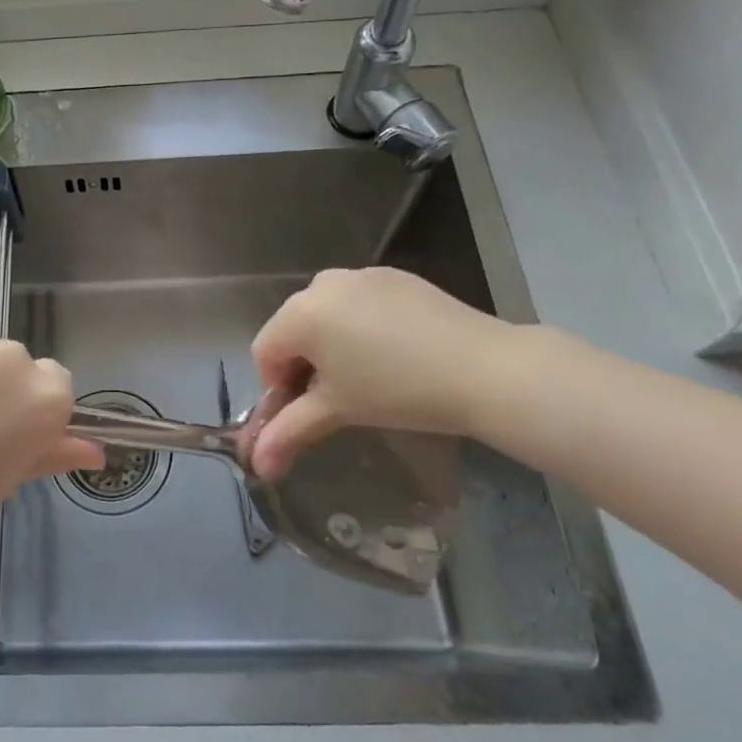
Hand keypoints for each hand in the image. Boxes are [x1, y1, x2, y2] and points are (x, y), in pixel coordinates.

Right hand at [244, 267, 520, 479]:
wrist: (485, 368)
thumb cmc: (398, 392)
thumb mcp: (338, 411)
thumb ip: (288, 433)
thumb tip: (257, 466)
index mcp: (300, 313)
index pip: (264, 352)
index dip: (277, 387)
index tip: (308, 412)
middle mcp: (322, 284)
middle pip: (293, 329)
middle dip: (304, 364)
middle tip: (336, 397)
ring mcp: (360, 275)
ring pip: (326, 314)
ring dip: (331, 344)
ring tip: (367, 375)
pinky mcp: (393, 276)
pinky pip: (358, 302)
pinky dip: (361, 326)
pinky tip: (394, 352)